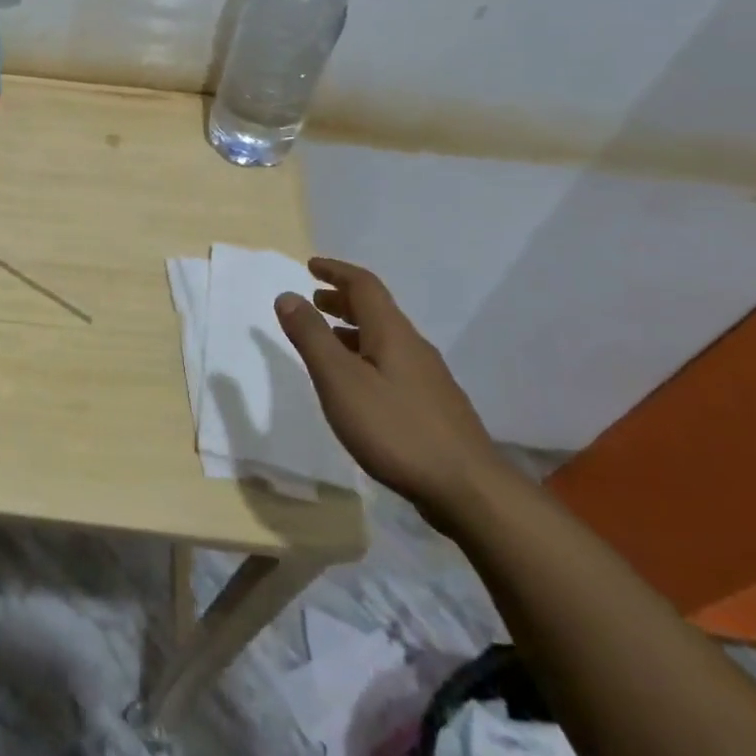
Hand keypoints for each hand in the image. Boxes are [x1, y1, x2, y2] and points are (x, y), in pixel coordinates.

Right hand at [275, 257, 511, 524]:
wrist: (468, 489)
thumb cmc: (395, 429)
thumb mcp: (340, 380)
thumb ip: (312, 337)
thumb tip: (288, 295)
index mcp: (391, 333)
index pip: (363, 285)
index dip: (336, 271)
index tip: (311, 266)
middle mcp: (413, 347)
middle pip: (377, 310)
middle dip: (343, 299)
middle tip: (314, 300)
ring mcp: (428, 378)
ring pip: (385, 339)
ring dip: (353, 329)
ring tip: (327, 340)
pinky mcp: (433, 406)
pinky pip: (392, 363)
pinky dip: (366, 356)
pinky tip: (358, 385)